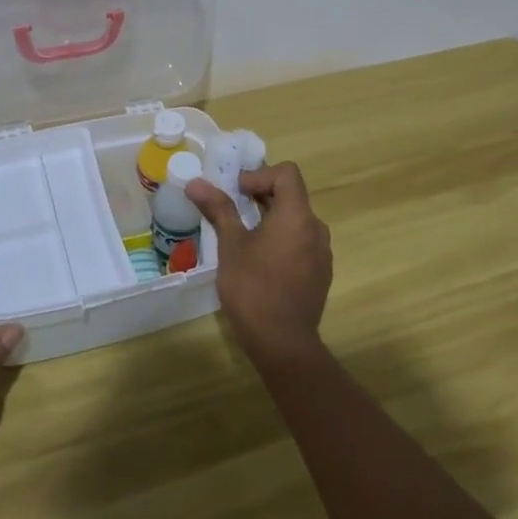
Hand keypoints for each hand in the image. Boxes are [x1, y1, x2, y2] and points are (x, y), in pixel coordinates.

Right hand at [188, 161, 331, 368]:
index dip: (260, 175)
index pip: (287, 173)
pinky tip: (261, 262)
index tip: (237, 192)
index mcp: (297, 216)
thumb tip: (196, 182)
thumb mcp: (231, 245)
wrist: (283, 345)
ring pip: (296, 220)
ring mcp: (322, 253)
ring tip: (244, 236)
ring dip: (271, 218)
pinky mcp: (320, 273)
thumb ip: (218, 209)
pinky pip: (302, 242)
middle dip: (261, 196)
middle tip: (232, 210)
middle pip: (292, 195)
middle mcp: (316, 228)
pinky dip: (282, 239)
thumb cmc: (253, 288)